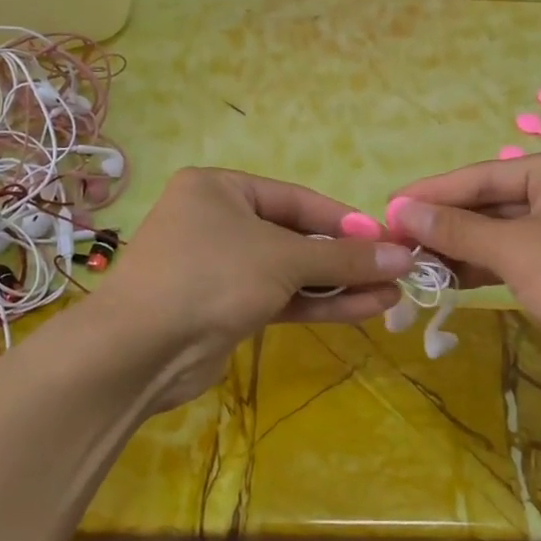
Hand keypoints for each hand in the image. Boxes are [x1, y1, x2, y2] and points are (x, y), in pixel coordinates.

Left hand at [93, 168, 413, 409]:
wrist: (139, 351)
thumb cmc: (212, 277)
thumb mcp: (283, 258)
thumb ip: (343, 257)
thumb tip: (401, 256)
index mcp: (219, 189)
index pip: (296, 198)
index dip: (344, 220)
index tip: (386, 240)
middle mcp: (217, 221)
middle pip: (295, 235)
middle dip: (345, 257)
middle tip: (394, 271)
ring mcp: (220, 267)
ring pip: (290, 271)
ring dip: (338, 284)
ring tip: (391, 295)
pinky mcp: (224, 307)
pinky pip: (279, 298)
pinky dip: (316, 303)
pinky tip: (363, 309)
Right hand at [387, 148, 540, 412]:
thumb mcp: (518, 252)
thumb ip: (458, 230)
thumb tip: (402, 210)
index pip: (483, 175)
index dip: (432, 193)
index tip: (387, 209)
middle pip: (495, 203)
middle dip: (448, 225)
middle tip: (397, 243)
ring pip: (509, 233)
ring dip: (465, 250)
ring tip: (416, 265)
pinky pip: (526, 257)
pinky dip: (492, 267)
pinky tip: (454, 280)